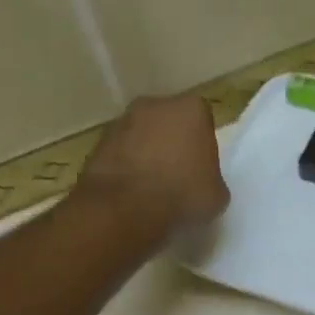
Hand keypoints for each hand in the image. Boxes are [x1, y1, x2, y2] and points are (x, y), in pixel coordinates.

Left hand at [77, 95, 229, 235]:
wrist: (124, 209)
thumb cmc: (181, 194)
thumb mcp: (217, 195)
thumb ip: (212, 179)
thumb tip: (202, 184)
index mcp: (191, 109)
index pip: (202, 120)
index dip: (202, 144)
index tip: (201, 167)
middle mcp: (155, 105)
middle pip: (169, 122)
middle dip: (172, 142)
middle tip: (177, 174)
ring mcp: (122, 121)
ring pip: (141, 135)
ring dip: (146, 153)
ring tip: (151, 187)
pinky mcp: (97, 143)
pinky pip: (120, 153)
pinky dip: (125, 167)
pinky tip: (130, 193)